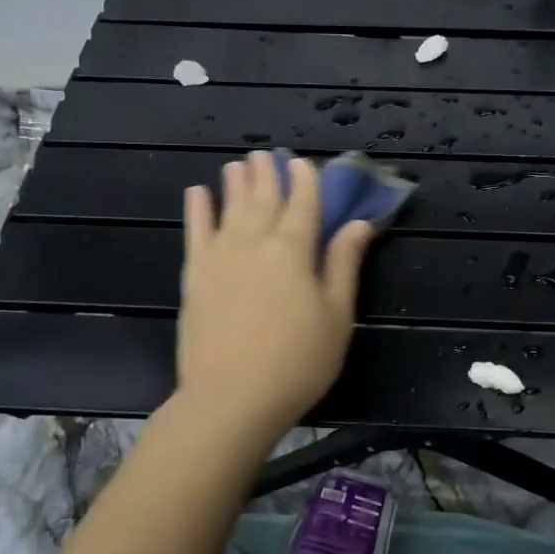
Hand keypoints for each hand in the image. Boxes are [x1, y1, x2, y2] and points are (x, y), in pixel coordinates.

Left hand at [175, 151, 373, 445]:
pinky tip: (197, 193)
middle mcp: (255, 242)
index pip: (303, 204)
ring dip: (235, 183)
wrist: (231, 399)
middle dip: (268, 174)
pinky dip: (197, 210)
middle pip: (263, 199)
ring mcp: (220, 257)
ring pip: (229, 208)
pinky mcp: (195, 276)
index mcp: (294, 250)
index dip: (305, 181)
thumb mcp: (337, 316)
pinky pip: (195, 232)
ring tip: (238, 164)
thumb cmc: (298, 362)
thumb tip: (359, 223)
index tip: (303, 162)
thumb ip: (344, 264)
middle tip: (267, 154)